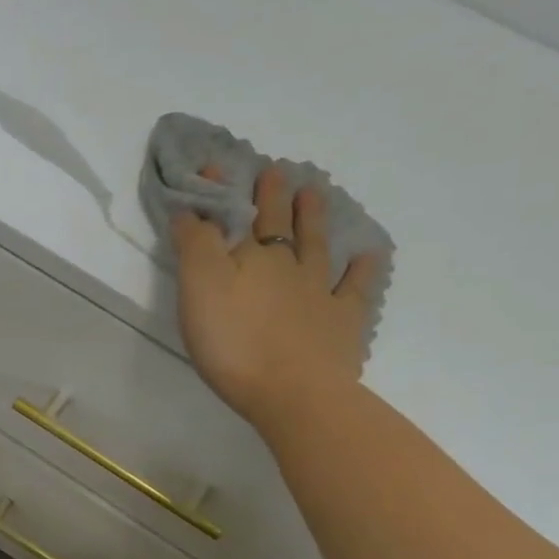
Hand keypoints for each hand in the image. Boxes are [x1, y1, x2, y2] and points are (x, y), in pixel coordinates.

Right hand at [172, 165, 382, 424]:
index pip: (232, 215)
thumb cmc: (234, 342)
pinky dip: (363, 269)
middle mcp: (286, 265)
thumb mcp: (199, 288)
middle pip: (278, 223)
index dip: (223, 191)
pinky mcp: (342, 322)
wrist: (293, 392)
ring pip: (316, 246)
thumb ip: (194, 244)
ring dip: (314, 217)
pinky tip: (368, 255)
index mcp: (248, 257)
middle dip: (274, 195)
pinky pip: (356, 288)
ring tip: (315, 192)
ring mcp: (319, 292)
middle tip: (278, 170)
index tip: (216, 166)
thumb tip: (190, 207)